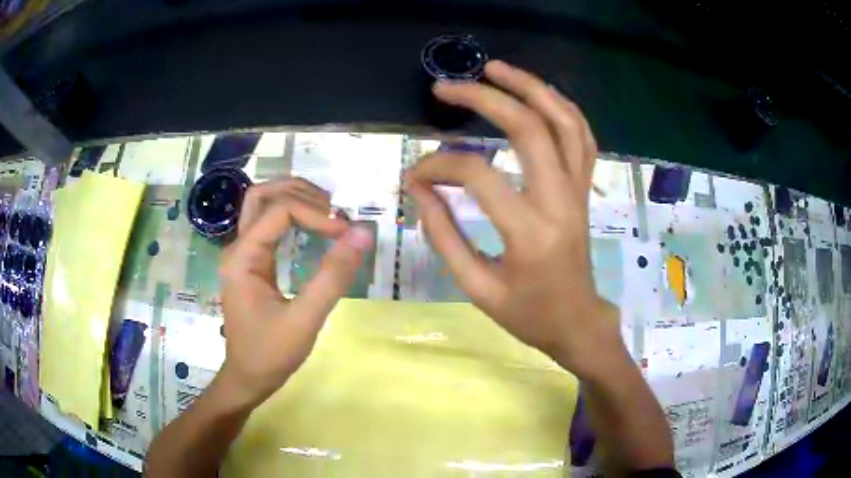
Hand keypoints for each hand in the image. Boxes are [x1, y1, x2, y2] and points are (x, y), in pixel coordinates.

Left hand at [216, 178, 372, 406]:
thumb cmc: (271, 354)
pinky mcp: (251, 262)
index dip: (317, 214)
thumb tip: (362, 233)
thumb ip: (332, 277)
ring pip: (262, 205)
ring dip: (294, 198)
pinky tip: (313, 226)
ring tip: (327, 211)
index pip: (280, 212)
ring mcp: (242, 253)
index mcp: (242, 258)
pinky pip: (268, 224)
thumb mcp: (305, 320)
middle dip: (300, 192)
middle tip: (333, 209)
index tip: (346, 232)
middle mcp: (237, 247)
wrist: (248, 377)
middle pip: (262, 195)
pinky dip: (291, 215)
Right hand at [405, 61, 623, 380]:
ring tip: (495, 68)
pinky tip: (537, 93)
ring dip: (531, 87)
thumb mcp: (477, 288)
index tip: (414, 175)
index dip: (438, 166)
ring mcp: (579, 190)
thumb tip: (419, 188)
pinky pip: (582, 136)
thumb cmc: (527, 314)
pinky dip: (561, 107)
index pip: (478, 177)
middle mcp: (561, 201)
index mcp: (530, 233)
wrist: (577, 321)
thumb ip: (444, 236)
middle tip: (447, 86)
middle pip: (529, 129)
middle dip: (484, 98)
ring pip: (564, 122)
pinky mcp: (585, 188)